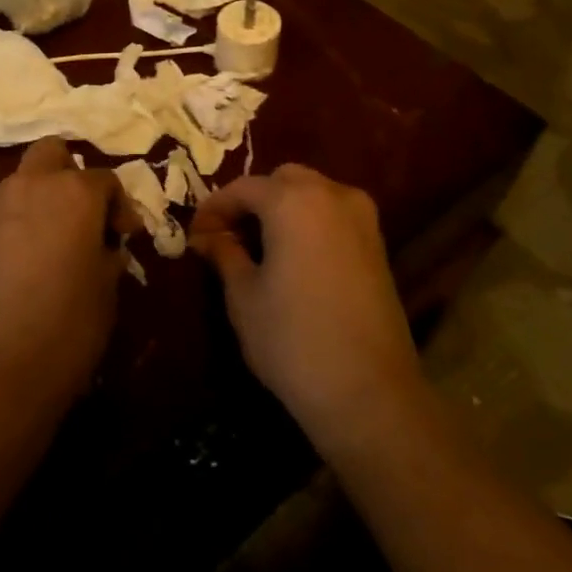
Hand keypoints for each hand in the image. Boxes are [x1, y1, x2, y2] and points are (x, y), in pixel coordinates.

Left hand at [0, 138, 130, 405]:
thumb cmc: (65, 328)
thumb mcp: (106, 291)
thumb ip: (107, 256)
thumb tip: (102, 246)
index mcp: (74, 193)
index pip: (106, 180)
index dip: (120, 208)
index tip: (124, 240)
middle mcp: (31, 187)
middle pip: (52, 153)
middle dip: (71, 176)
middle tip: (84, 218)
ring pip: (23, 183)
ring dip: (42, 201)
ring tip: (55, 246)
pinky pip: (2, 215)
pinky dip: (18, 225)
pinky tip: (25, 266)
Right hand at [190, 165, 419, 442]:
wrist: (367, 391)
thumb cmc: (292, 339)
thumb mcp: (243, 295)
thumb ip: (224, 253)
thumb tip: (207, 237)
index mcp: (293, 201)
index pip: (242, 188)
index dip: (213, 209)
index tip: (194, 236)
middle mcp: (332, 195)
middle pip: (283, 180)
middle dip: (251, 201)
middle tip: (227, 235)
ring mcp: (362, 219)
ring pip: (313, 193)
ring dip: (282, 208)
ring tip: (256, 246)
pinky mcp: (377, 245)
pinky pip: (333, 215)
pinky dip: (308, 222)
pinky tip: (290, 256)